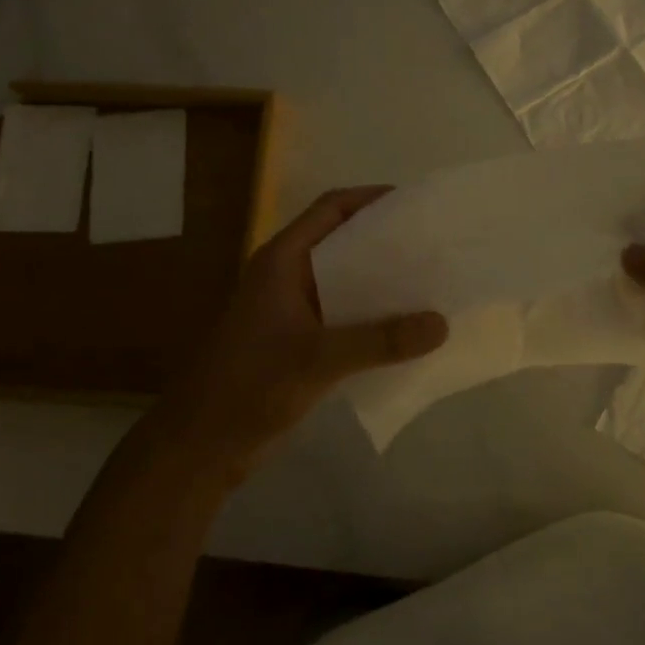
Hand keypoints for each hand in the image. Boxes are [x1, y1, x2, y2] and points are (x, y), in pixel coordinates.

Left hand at [172, 186, 446, 479]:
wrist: (202, 445)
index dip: (371, 199)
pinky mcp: (301, 341)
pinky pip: (347, 316)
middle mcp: (289, 276)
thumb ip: (381, 340)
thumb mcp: (318, 358)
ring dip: (384, 282)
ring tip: (432, 284)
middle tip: (435, 246)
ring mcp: (294, 310)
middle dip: (387, 241)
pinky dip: (376, 317)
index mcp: (283, 260)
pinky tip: (408, 329)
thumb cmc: (250, 385)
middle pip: (344, 241)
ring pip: (348, 282)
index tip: (416, 204)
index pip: (331, 208)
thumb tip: (442, 324)